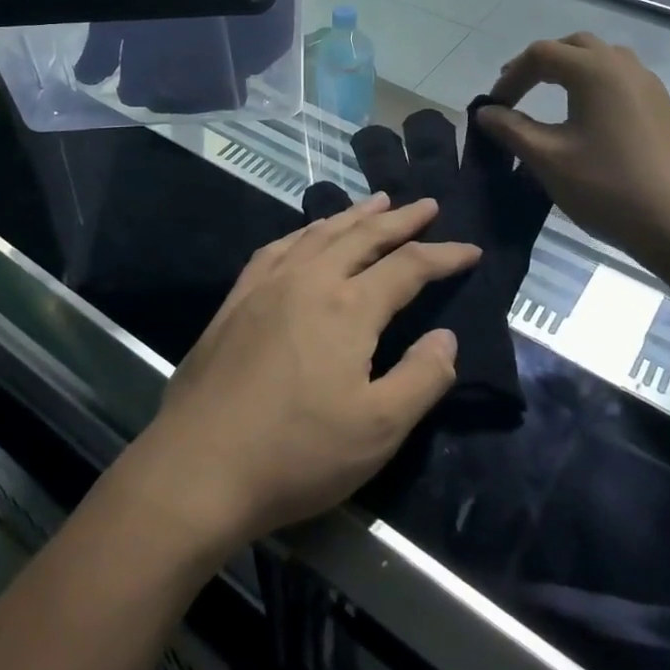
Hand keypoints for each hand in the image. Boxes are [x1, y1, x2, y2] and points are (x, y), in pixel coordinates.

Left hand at [129, 195, 478, 553]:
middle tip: (427, 205)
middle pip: (364, 235)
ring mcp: (268, 285)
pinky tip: (307, 235)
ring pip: (320, 233)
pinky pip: (278, 247)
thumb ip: (422, 378)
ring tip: (377, 202)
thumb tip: (447, 337)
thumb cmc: (296, 454)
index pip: (409, 266)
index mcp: (349, 307)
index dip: (444, 256)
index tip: (471, 250)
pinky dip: (304, 232)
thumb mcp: (378, 430)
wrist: (198, 468)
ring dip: (354, 215)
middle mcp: (310, 280)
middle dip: (400, 219)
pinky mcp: (237, 299)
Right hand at [476, 33, 669, 260]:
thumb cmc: (608, 188)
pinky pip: (620, 78)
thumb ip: (512, 129)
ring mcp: (648, 85)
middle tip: (516, 92)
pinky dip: (593, 84)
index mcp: (595, 71)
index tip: (493, 107)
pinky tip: (585, 117)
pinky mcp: (661, 107)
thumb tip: (486, 112)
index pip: (541, 55)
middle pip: (573, 46)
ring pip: (600, 58)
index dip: (511, 77)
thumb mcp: (548, 159)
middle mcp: (623, 66)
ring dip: (569, 69)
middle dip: (539, 64)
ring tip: (548, 98)